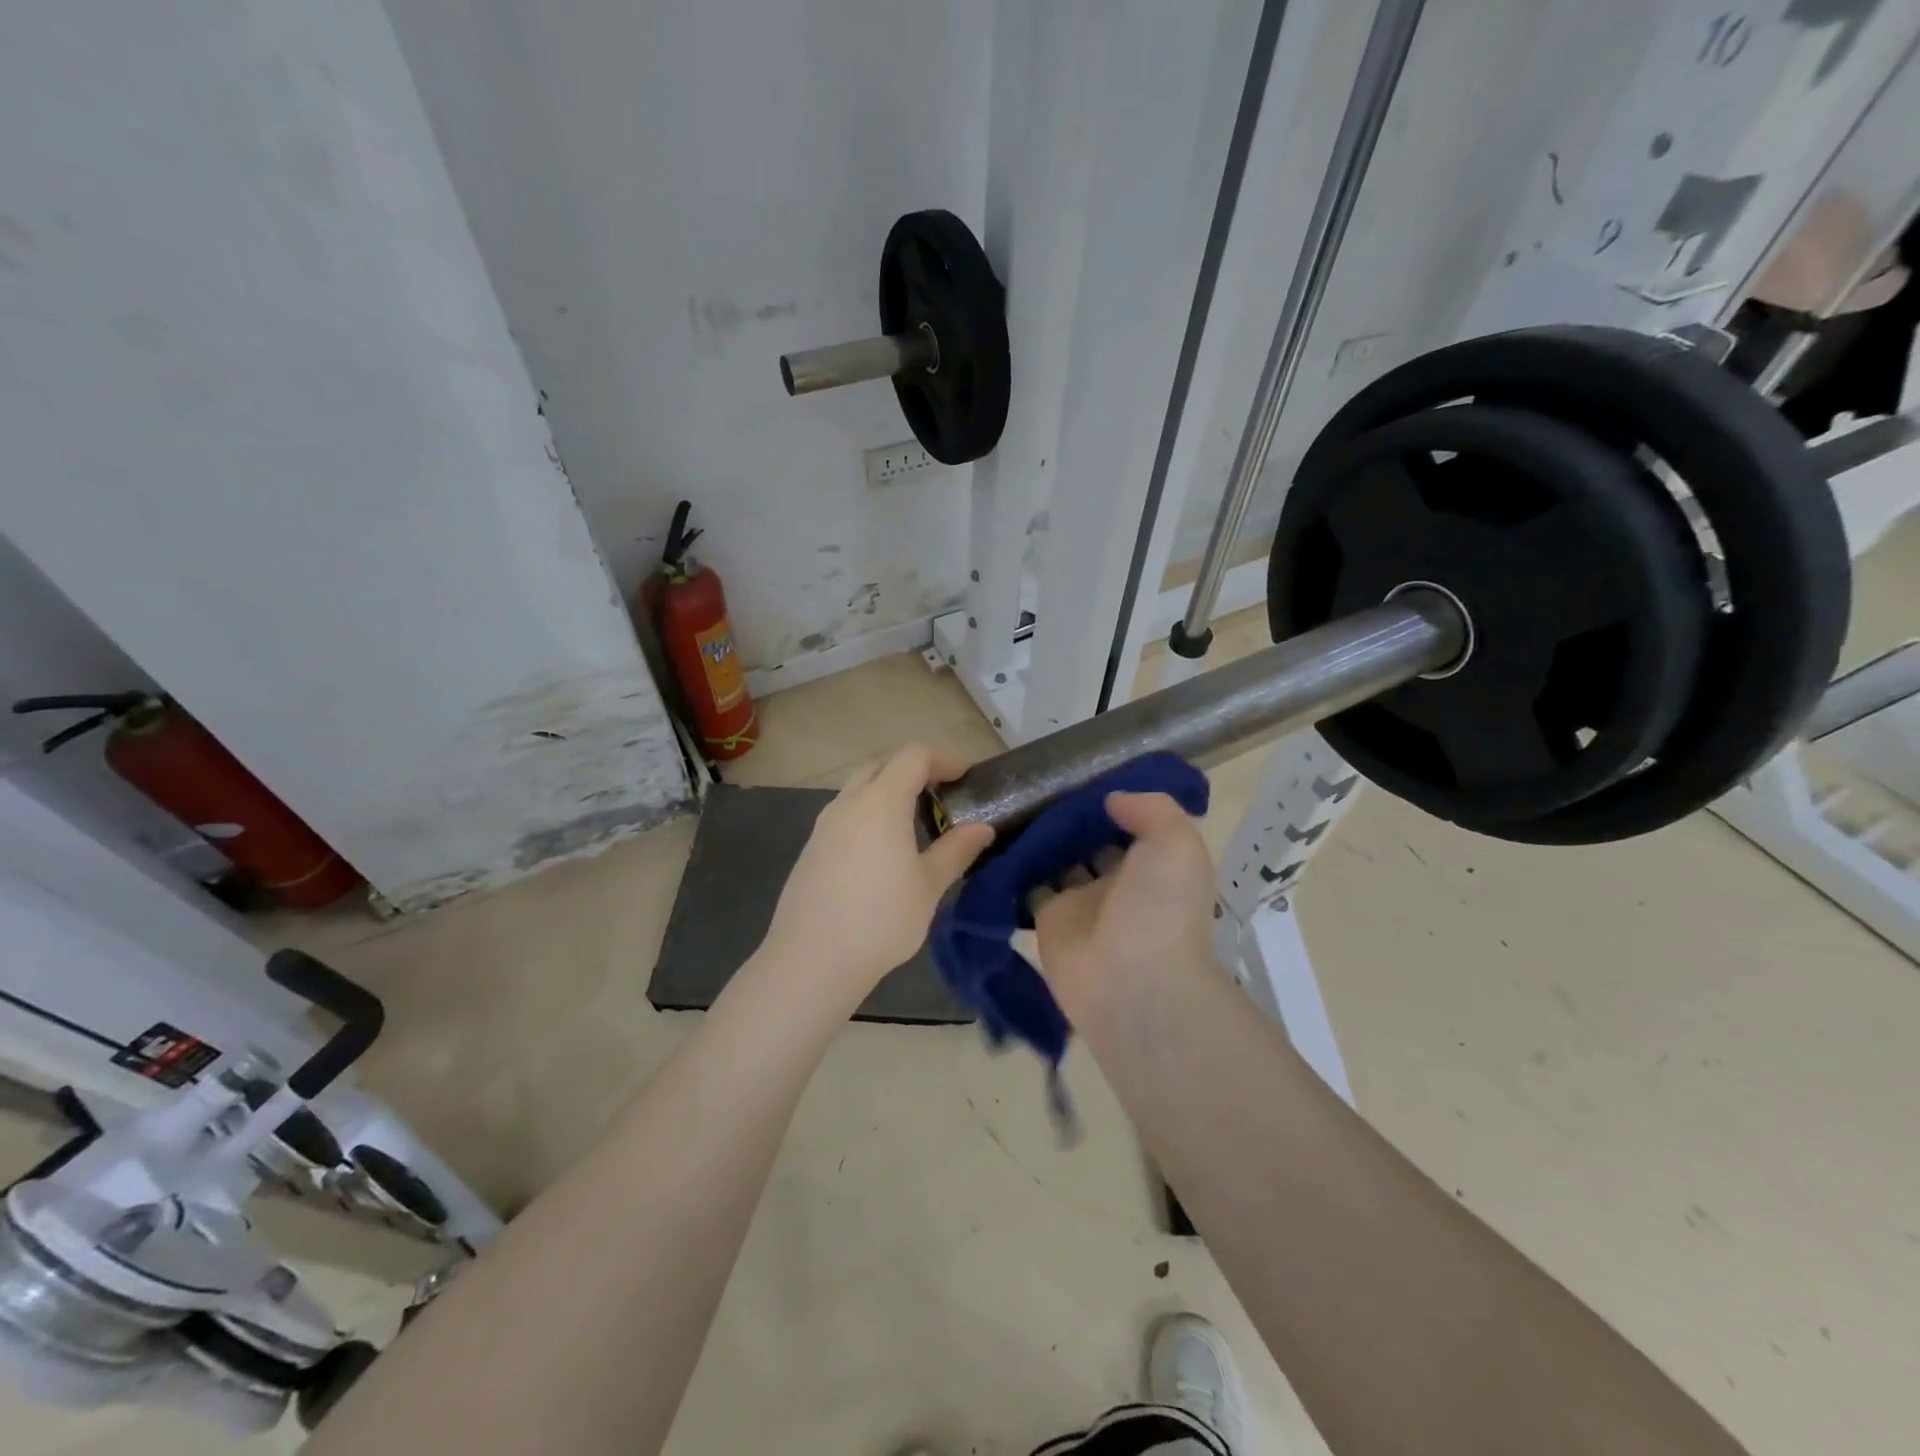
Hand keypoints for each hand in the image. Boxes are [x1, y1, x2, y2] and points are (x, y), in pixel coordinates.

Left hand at [762, 744, 994, 997]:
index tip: (966, 775)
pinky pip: (844, 814)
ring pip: (858, 788)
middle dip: (913, 770)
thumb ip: (957, 850)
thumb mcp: (929, 885)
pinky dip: (868, 814)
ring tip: (913, 822)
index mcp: (881, 802)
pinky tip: (881, 850)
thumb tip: (983, 828)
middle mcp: (848, 803)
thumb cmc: (881, 919)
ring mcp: (824, 825)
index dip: (943, 759)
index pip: (913, 756)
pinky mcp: (811, 848)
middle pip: (882, 765)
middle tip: (940, 794)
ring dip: (887, 791)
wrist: (812, 959)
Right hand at [1031, 791, 1216, 1022]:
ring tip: (1014, 800)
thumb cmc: (1160, 907)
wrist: (1132, 983)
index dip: (1111, 800)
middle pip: (1091, 840)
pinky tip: (998, 836)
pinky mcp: (1048, 920)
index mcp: (1154, 864)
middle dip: (1072, 816)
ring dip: (1042, 838)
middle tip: (1039, 781)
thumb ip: (1151, 809)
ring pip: (1058, 859)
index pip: (1130, 824)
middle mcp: (1119, 881)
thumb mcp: (1176, 843)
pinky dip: (1015, 867)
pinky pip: (1028, 886)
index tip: (1081, 772)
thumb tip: (1112, 800)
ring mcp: (1082, 901)